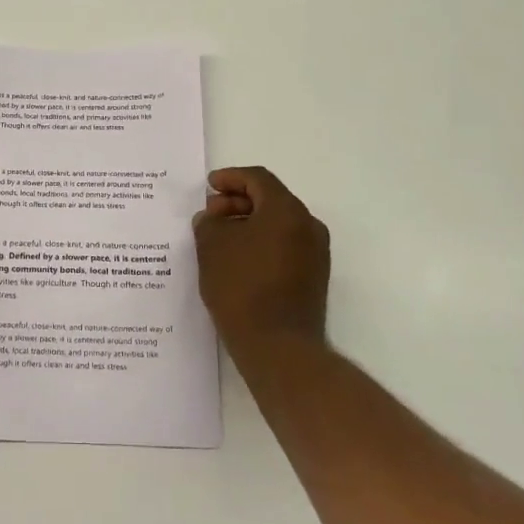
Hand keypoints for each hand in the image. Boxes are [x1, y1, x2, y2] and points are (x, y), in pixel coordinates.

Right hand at [192, 166, 329, 347]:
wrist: (278, 346)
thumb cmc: (242, 287)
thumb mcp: (212, 247)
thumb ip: (209, 223)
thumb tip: (212, 219)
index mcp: (286, 210)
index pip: (258, 179)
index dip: (230, 178)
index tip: (208, 186)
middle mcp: (308, 226)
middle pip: (270, 199)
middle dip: (237, 202)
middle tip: (210, 213)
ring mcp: (315, 253)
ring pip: (278, 224)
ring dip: (248, 223)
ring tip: (219, 237)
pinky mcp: (313, 277)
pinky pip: (284, 245)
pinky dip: (260, 243)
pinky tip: (237, 259)